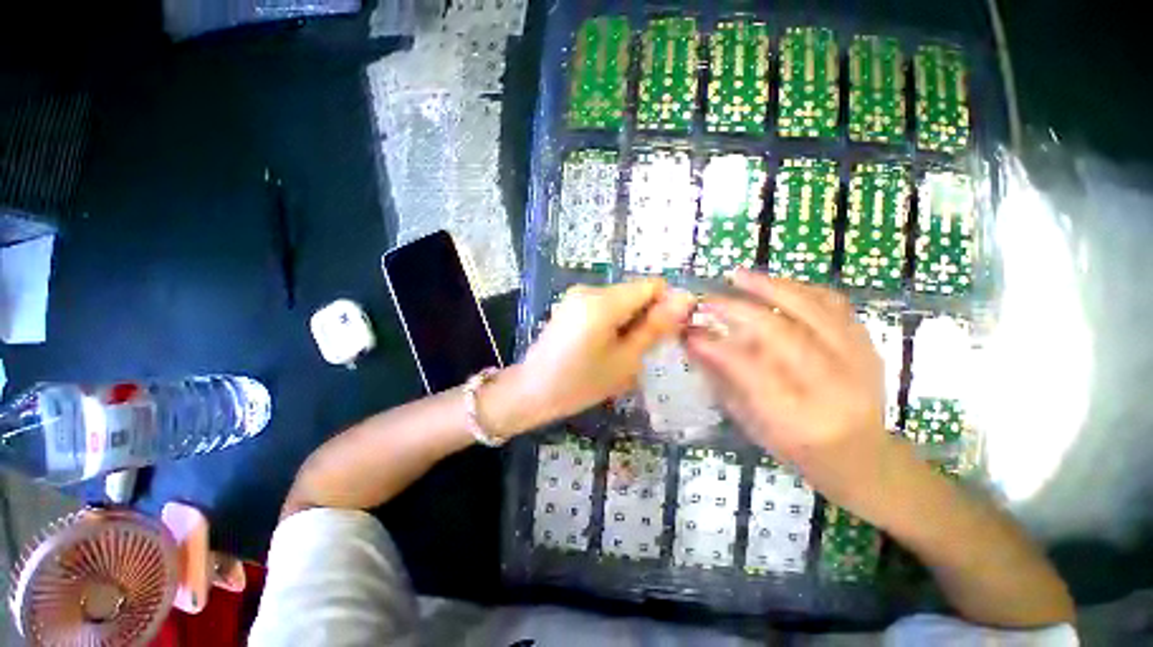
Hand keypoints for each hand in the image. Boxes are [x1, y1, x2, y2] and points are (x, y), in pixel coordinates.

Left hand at [496, 280, 694, 432]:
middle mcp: (589, 289)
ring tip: (620, 352)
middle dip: (646, 316)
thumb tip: (685, 298)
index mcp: (603, 301)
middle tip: (640, 350)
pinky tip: (604, 346)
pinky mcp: (571, 304)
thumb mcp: (625, 360)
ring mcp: (577, 295)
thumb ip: (655, 327)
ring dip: (630, 322)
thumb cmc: (581, 383)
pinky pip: (604, 305)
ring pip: (621, 300)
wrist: (532, 392)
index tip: (665, 333)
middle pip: (635, 292)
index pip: (652, 285)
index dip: (666, 305)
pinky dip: (613, 322)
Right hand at [684, 270, 893, 507]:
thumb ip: (723, 380)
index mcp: (799, 420)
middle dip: (738, 309)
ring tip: (739, 276)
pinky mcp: (869, 345)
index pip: (751, 372)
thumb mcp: (753, 423)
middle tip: (709, 299)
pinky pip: (834, 304)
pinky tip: (776, 283)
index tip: (689, 331)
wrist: (866, 458)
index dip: (716, 347)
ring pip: (813, 309)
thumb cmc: (799, 449)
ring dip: (770, 286)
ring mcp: (859, 362)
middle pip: (783, 333)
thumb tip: (694, 343)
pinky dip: (800, 288)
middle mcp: (833, 388)